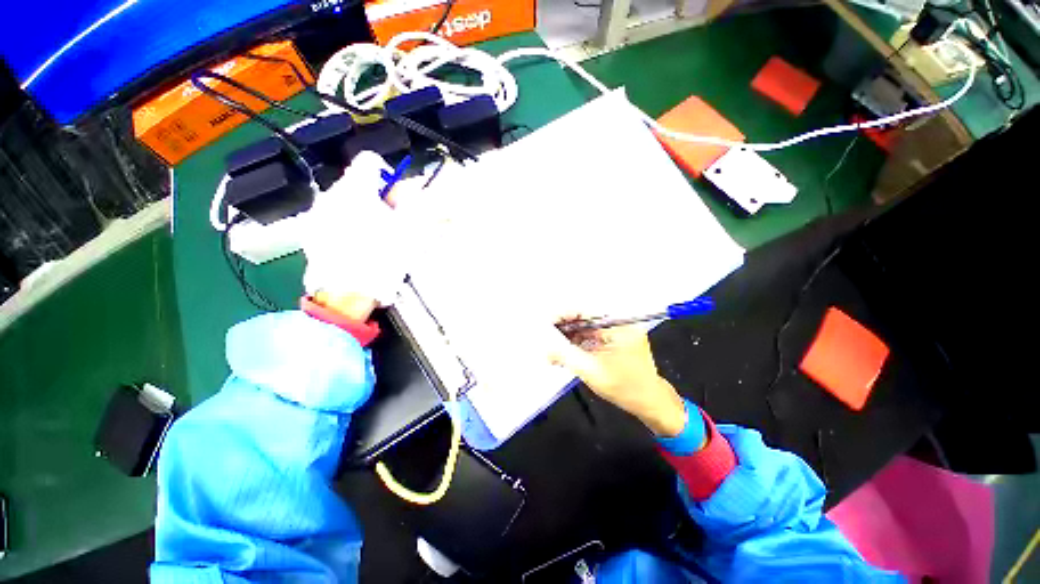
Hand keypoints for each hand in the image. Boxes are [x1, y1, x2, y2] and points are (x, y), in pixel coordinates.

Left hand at [302, 152, 408, 308]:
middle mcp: (332, 195)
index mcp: (356, 189)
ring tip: (378, 240)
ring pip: (349, 203)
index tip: (399, 201)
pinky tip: (360, 248)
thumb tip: (424, 191)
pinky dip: (350, 227)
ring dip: (366, 214)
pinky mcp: (312, 234)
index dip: (391, 177)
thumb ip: (419, 205)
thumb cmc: (382, 258)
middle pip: (361, 185)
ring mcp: (318, 215)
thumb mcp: (411, 229)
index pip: (372, 162)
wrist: (347, 294)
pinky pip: (336, 220)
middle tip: (395, 225)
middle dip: (381, 200)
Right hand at [549, 323, 687, 436]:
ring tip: (551, 349)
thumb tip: (545, 348)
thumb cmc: (626, 388)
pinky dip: (576, 345)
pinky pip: (590, 338)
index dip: (563, 315)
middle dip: (563, 329)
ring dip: (567, 338)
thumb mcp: (592, 371)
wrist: (651, 404)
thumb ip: (566, 356)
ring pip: (584, 329)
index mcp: (618, 324)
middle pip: (583, 319)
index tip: (545, 324)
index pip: (585, 312)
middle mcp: (618, 323)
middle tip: (544, 338)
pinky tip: (563, 354)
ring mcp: (616, 332)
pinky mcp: (613, 342)